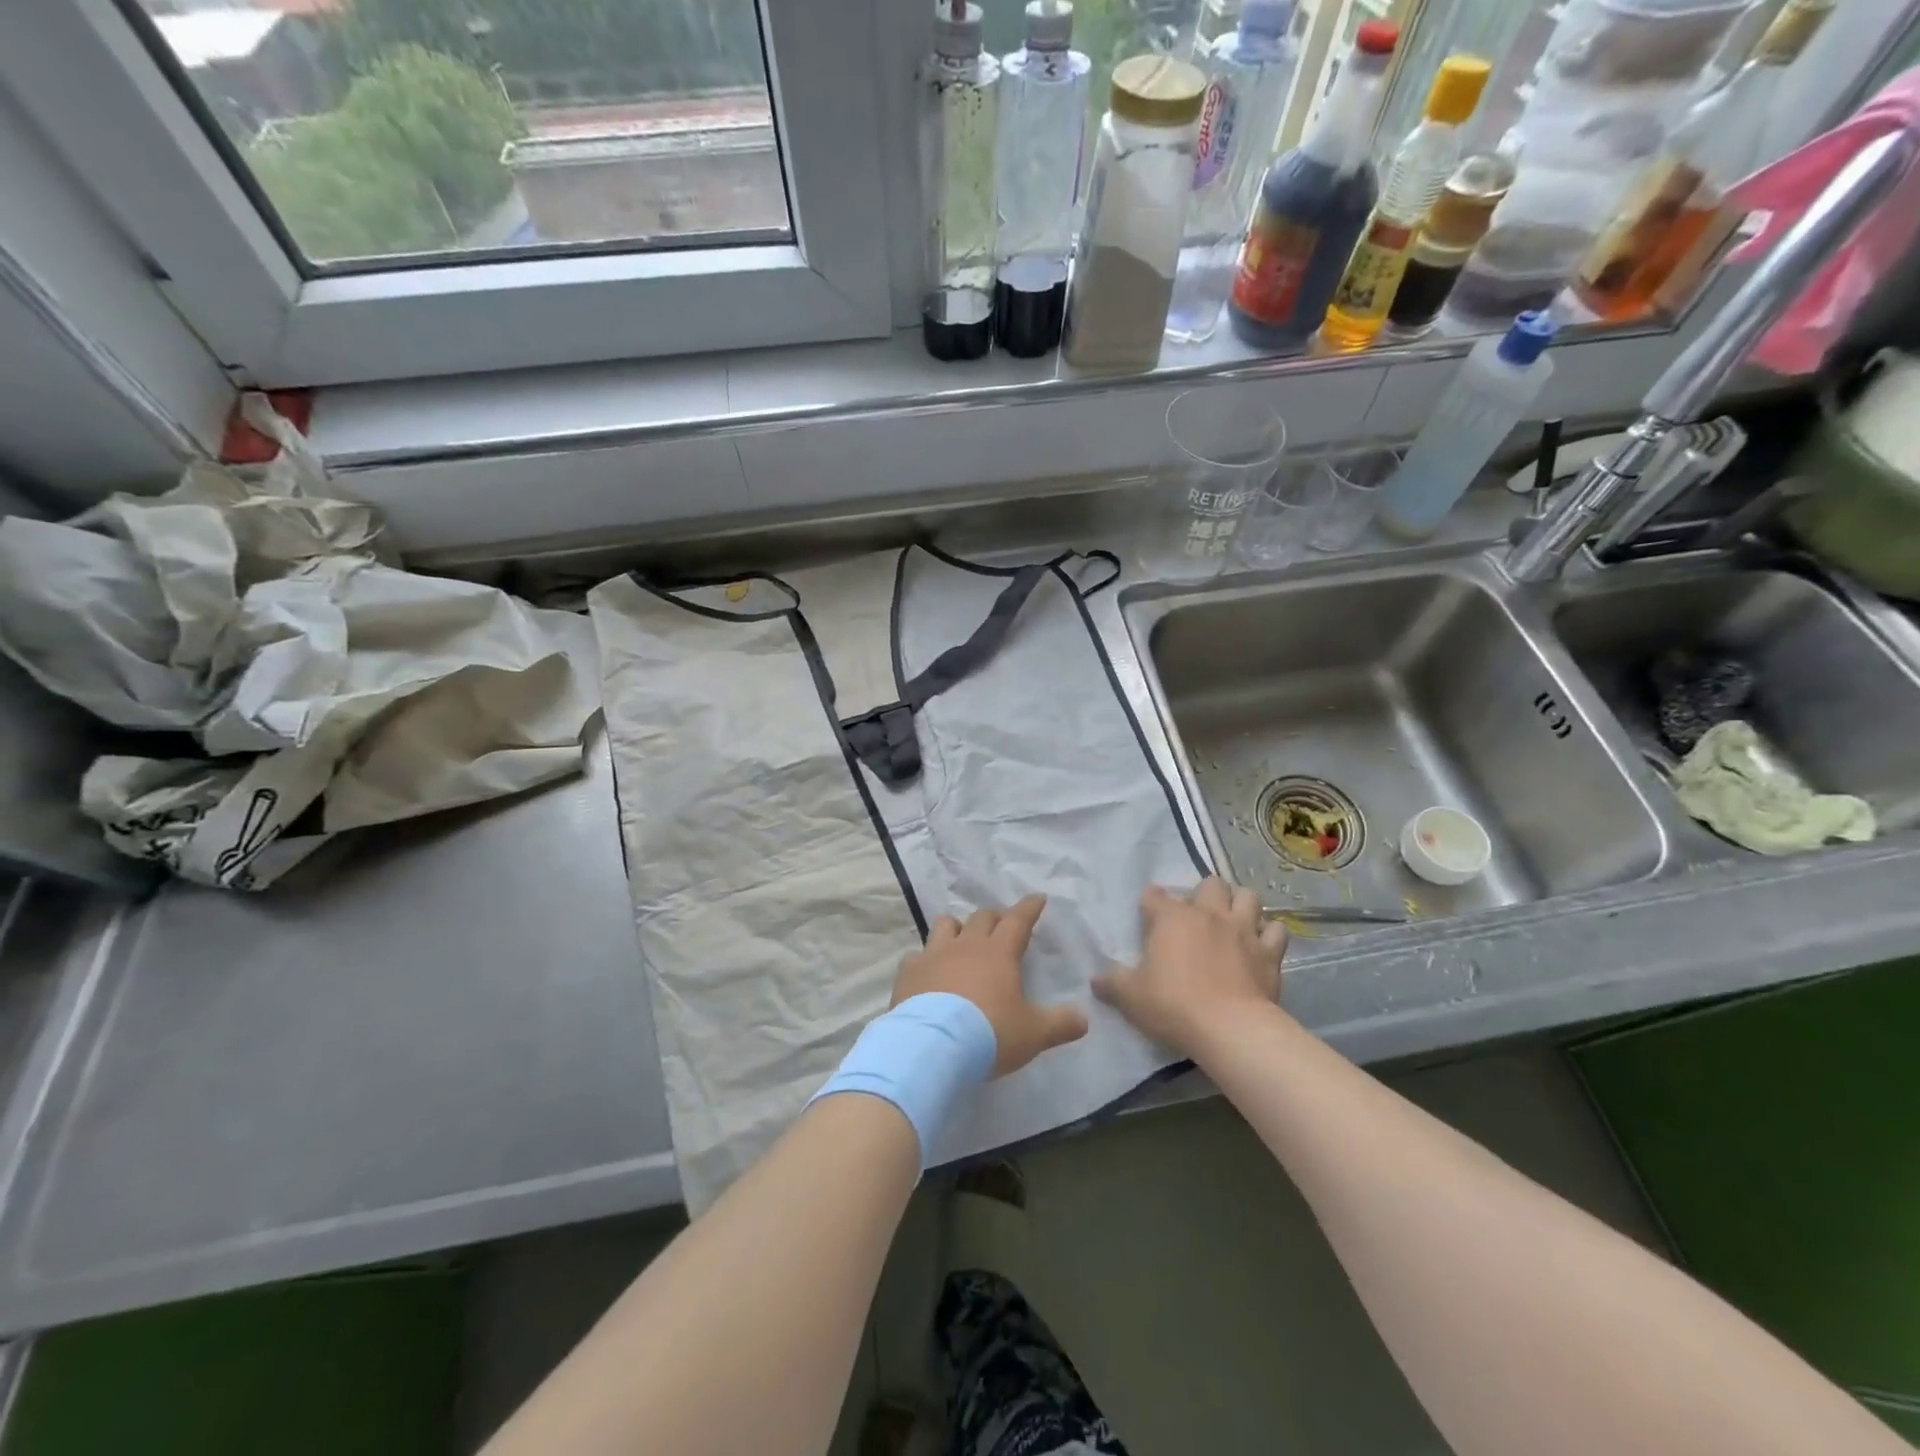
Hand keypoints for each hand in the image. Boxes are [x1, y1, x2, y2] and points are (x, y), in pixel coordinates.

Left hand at [893, 896, 1087, 1076]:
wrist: (932, 1046)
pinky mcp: (908, 972)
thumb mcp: (1033, 1034)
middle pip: (982, 917)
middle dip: (995, 917)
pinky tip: (927, 972)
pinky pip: (916, 956)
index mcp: (999, 953)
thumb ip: (1060, 1024)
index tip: (1037, 898)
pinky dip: (924, 960)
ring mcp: (934, 955)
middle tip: (1002, 924)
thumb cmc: (989, 1034)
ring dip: (956, 927)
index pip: (1018, 920)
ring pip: (946, 925)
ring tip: (961, 937)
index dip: (1029, 908)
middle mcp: (966, 945)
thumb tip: (1084, 1019)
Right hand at [1093, 878, 1286, 1053]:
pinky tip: (1261, 943)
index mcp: (1171, 918)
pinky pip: (1276, 930)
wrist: (1230, 1029)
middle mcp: (1208, 914)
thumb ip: (1112, 984)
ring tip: (1233, 919)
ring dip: (1240, 903)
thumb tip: (1095, 981)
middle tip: (1197, 915)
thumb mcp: (1131, 997)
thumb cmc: (1173, 1005)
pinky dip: (1269, 933)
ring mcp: (1243, 930)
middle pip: (1210, 883)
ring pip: (1247, 896)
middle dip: (1203, 893)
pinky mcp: (1269, 952)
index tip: (1147, 914)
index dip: (1150, 903)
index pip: (1155, 895)